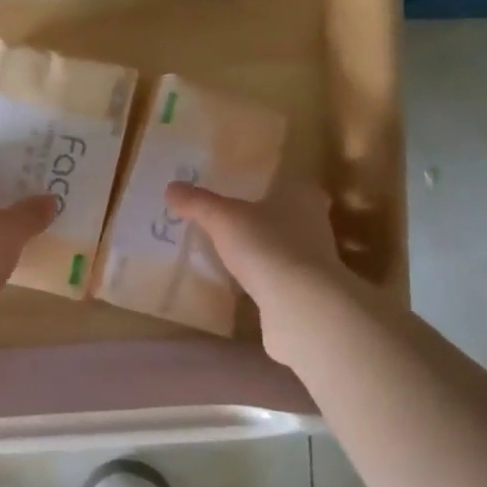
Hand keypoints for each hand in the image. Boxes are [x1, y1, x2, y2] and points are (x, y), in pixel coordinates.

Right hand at [166, 180, 352, 367]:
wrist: (300, 305)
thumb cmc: (267, 246)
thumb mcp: (223, 218)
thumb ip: (198, 203)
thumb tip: (171, 187)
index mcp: (301, 195)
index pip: (290, 181)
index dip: (270, 183)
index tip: (247, 188)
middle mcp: (315, 222)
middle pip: (288, 214)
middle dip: (264, 217)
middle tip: (232, 219)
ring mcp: (316, 259)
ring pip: (286, 245)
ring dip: (265, 247)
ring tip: (232, 250)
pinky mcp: (309, 290)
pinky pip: (282, 275)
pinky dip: (265, 275)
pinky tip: (243, 280)